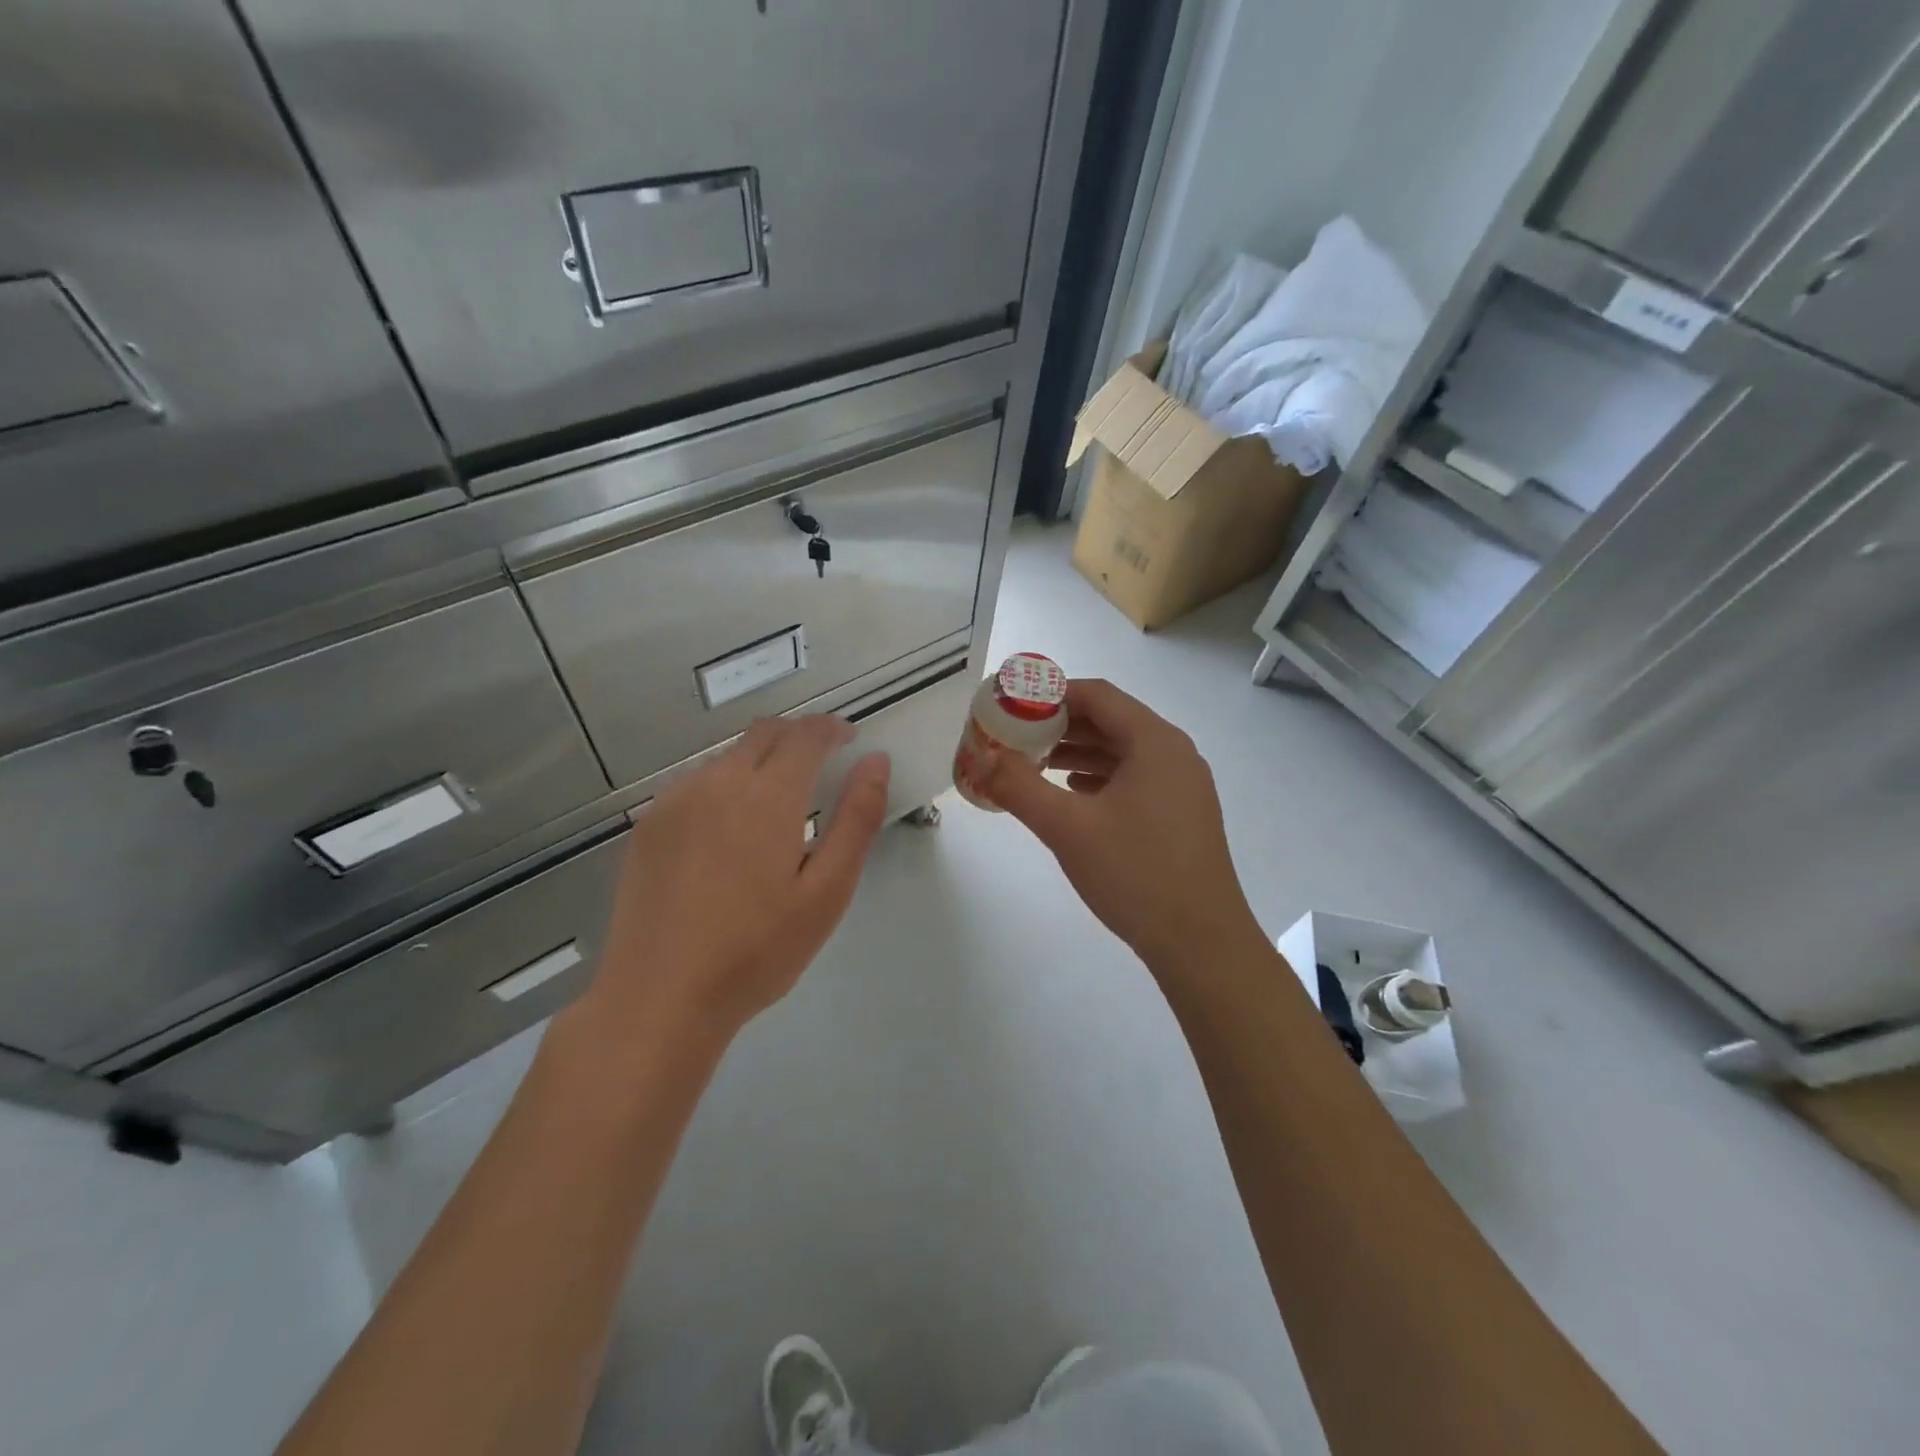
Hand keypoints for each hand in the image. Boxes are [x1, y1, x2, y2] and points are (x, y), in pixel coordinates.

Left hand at [574, 716, 890, 1049]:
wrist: (659, 998)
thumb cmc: (757, 951)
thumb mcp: (827, 892)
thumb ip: (856, 819)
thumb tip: (876, 762)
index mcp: (767, 796)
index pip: (806, 734)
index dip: (832, 728)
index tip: (850, 741)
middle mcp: (718, 782)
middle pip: (765, 733)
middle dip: (799, 737)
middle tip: (821, 767)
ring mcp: (675, 800)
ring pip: (729, 756)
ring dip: (761, 761)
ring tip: (778, 806)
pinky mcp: (649, 824)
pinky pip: (697, 782)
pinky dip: (725, 785)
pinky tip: (729, 832)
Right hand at [973, 679, 1263, 975]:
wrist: (1201, 943)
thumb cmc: (1135, 873)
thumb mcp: (1067, 827)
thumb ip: (1018, 787)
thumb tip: (979, 759)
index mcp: (1154, 742)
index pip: (1098, 695)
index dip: (1052, 694)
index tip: (1012, 705)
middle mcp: (1174, 754)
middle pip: (1111, 721)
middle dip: (1061, 725)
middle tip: (1016, 736)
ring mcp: (1183, 786)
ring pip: (1123, 752)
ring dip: (1078, 753)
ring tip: (1034, 764)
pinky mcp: (1182, 815)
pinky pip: (1135, 779)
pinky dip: (1100, 778)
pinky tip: (1073, 795)